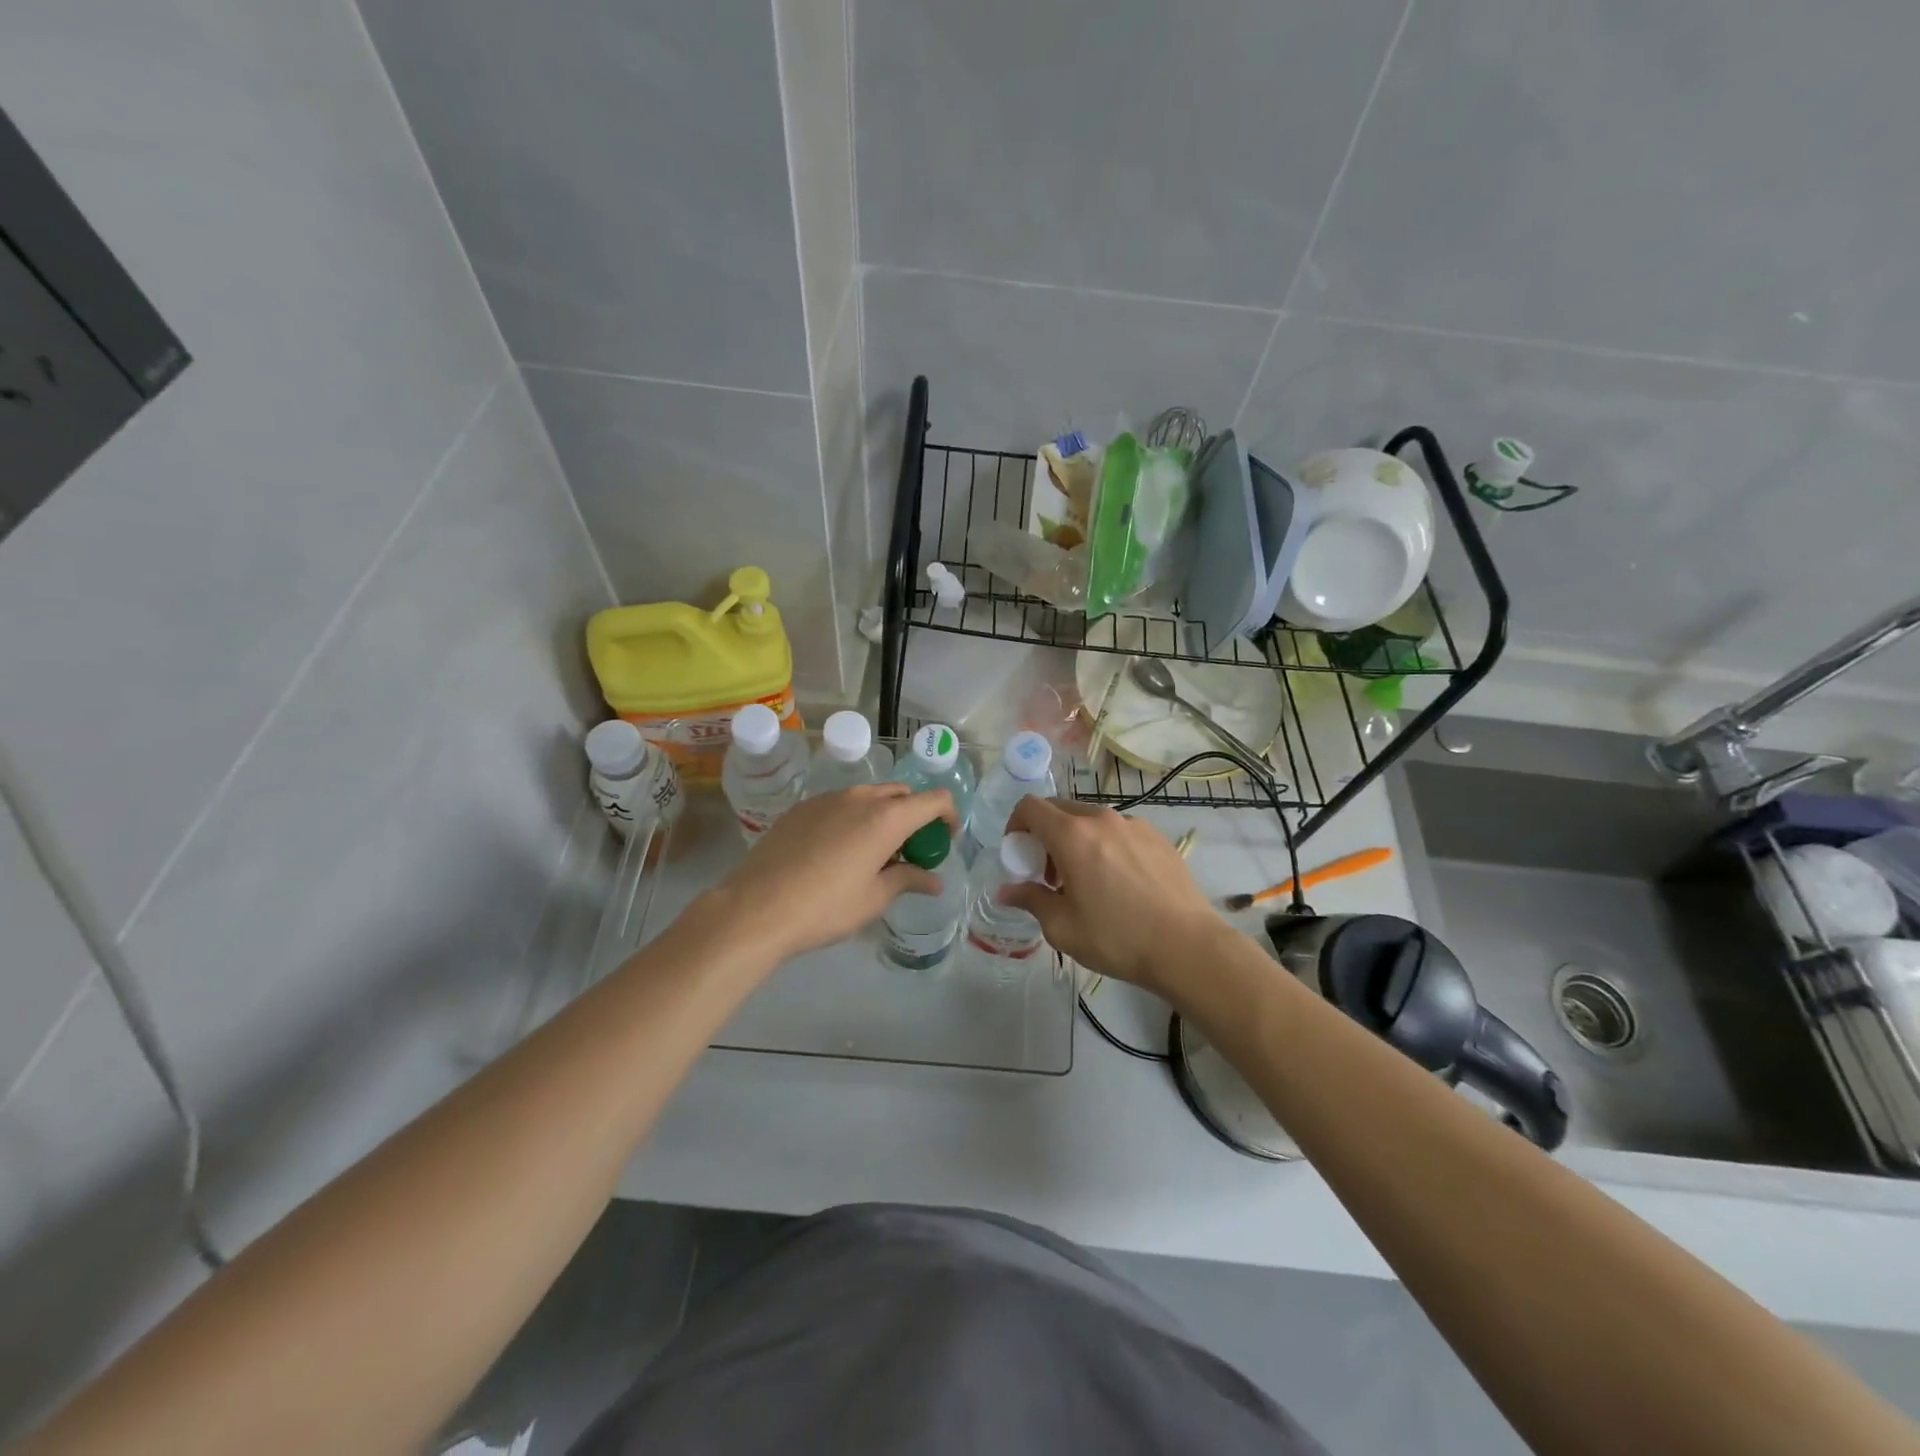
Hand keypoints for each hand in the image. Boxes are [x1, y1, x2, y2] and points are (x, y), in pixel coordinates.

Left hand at [704, 785, 957, 961]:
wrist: (756, 907)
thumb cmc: (825, 907)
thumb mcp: (874, 898)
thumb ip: (908, 880)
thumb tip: (934, 880)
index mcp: (886, 817)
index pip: (935, 799)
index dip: (948, 817)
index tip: (944, 842)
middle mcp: (860, 797)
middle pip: (902, 794)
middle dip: (915, 816)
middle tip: (910, 851)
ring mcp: (828, 798)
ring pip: (870, 796)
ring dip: (883, 816)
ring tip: (874, 852)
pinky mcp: (802, 807)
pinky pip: (841, 804)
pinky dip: (854, 818)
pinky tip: (838, 851)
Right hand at [1001, 798, 1222, 995]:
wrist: (1188, 947)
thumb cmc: (1117, 938)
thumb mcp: (1062, 927)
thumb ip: (1030, 900)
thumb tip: (1006, 891)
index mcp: (1072, 835)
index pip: (1030, 807)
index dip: (1016, 825)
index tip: (1019, 854)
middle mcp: (1102, 819)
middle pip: (1060, 810)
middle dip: (1045, 835)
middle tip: (1049, 874)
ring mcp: (1134, 824)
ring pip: (1091, 820)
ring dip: (1076, 840)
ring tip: (1086, 881)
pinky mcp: (1157, 837)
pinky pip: (1119, 831)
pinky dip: (1106, 845)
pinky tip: (1119, 883)